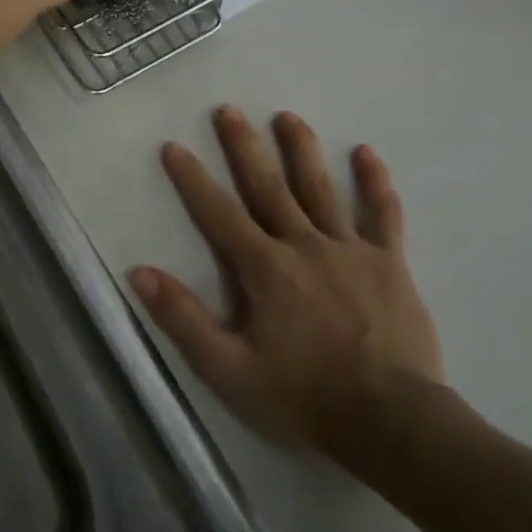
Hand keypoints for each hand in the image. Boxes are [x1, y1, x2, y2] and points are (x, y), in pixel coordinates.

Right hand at [129, 107, 446, 471]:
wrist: (392, 422)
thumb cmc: (304, 397)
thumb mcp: (229, 369)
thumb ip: (184, 318)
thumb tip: (139, 272)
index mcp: (264, 268)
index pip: (218, 213)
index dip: (193, 179)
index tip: (174, 146)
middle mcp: (303, 245)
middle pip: (268, 186)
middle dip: (244, 147)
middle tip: (227, 109)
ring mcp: (350, 250)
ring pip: (321, 189)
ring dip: (301, 149)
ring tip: (287, 116)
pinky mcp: (389, 264)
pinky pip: (382, 215)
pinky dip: (375, 183)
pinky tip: (366, 152)